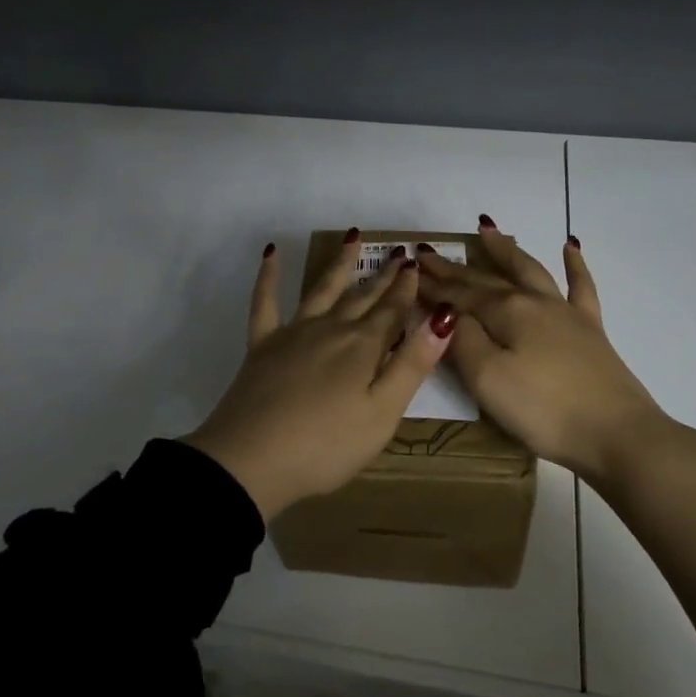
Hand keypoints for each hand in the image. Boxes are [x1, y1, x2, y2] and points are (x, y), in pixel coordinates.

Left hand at [185, 234, 454, 521]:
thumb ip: (412, 364)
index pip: (393, 311)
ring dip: (340, 263)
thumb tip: (443, 316)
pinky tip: (272, 253)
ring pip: (322, 289)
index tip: (417, 263)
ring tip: (353, 237)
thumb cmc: (327, 446)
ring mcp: (293, 332)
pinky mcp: (262, 344)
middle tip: (398, 252)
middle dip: (383, 276)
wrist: (252, 459)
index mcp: (363, 347)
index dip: (407, 288)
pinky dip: (269, 276)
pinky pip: (265, 301)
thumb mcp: (382, 413)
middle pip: (363, 297)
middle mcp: (331, 329)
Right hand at [414, 224, 668, 483]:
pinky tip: (571, 246)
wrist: (618, 435)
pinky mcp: (591, 331)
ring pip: (530, 270)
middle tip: (429, 253)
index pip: (459, 294)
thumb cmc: (544, 410)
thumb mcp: (487, 379)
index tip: (409, 271)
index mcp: (506, 312)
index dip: (433, 285)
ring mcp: (566, 313)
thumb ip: (462, 341)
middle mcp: (534, 301)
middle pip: (488, 279)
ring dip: (506, 250)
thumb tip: (446, 313)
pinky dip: (574, 264)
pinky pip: (581, 286)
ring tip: (487, 229)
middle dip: (455, 267)